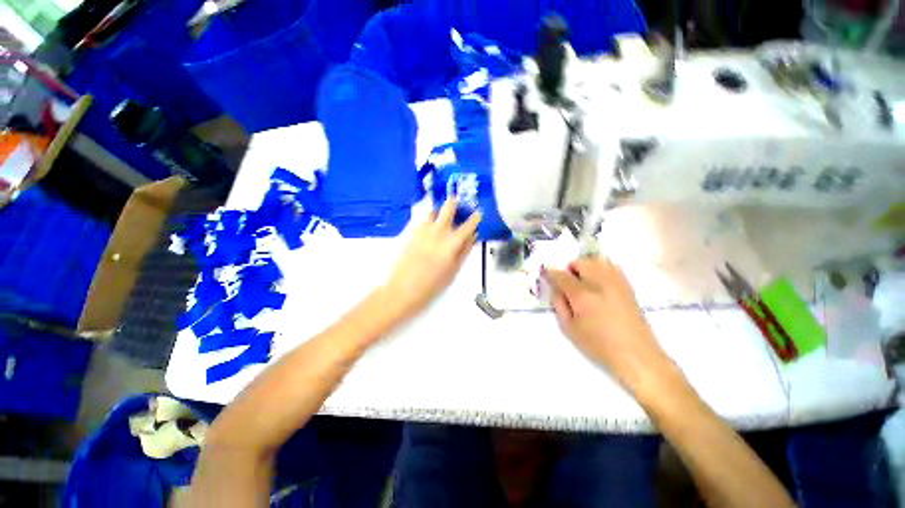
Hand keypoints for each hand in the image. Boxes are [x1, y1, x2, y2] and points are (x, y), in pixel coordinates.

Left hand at [383, 200, 480, 320]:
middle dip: (455, 203)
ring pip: (433, 211)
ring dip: (440, 211)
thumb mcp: (453, 271)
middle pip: (448, 207)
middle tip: (459, 204)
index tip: (478, 213)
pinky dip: (430, 220)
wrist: (402, 289)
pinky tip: (431, 230)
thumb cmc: (432, 284)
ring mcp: (423, 230)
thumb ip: (464, 252)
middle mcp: (438, 231)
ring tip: (443, 217)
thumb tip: (471, 238)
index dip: (475, 218)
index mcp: (451, 242)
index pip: (468, 225)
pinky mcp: (411, 233)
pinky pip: (423, 220)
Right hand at [543, 257, 668, 389]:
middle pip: (580, 262)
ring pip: (597, 260)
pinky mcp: (628, 286)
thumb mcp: (569, 328)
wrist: (636, 355)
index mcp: (582, 295)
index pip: (561, 275)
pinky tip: (599, 282)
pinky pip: (612, 266)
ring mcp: (616, 283)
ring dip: (586, 266)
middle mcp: (599, 283)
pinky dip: (601, 268)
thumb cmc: (598, 345)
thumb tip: (555, 288)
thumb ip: (559, 304)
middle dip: (569, 268)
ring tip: (584, 281)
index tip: (545, 272)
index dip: (550, 272)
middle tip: (567, 282)